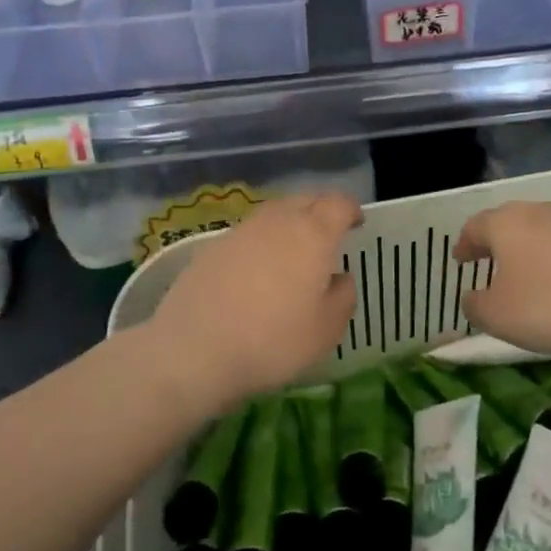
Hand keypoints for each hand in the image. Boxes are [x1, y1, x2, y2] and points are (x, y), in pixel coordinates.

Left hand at [147, 192, 360, 407]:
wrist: (194, 350)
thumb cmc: (273, 341)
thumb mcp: (325, 330)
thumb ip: (343, 297)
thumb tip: (341, 277)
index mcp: (313, 234)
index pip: (337, 204)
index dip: (350, 209)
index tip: (357, 223)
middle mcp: (277, 222)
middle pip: (304, 200)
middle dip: (320, 211)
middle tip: (328, 234)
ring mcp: (241, 232)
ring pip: (273, 214)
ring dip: (289, 224)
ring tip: (293, 252)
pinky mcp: (212, 247)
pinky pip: (248, 234)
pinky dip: (260, 243)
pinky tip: (258, 271)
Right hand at [454, 201, 550, 363]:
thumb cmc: (549, 307)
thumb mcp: (497, 316)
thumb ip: (474, 305)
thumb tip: (471, 296)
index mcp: (505, 223)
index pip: (475, 226)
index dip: (464, 244)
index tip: (459, 259)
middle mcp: (537, 212)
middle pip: (507, 221)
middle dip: (494, 240)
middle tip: (485, 260)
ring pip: (537, 229)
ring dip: (525, 248)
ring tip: (521, 273)